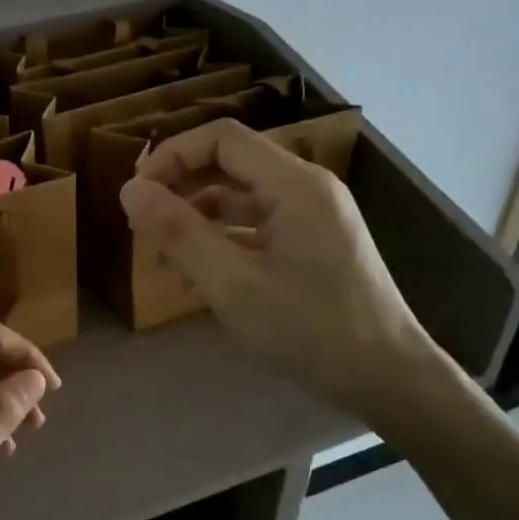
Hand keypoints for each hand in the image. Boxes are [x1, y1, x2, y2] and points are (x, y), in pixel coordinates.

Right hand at [119, 119, 437, 421]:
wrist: (389, 380)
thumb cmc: (310, 329)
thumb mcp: (232, 283)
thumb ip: (179, 233)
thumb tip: (129, 191)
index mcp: (294, 184)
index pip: (222, 139)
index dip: (171, 156)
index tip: (136, 195)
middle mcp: (306, 190)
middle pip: (229, 166)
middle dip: (180, 190)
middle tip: (141, 227)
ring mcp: (312, 220)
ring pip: (240, 200)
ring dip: (196, 221)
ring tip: (162, 259)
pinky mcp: (312, 249)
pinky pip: (256, 230)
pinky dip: (221, 244)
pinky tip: (197, 280)